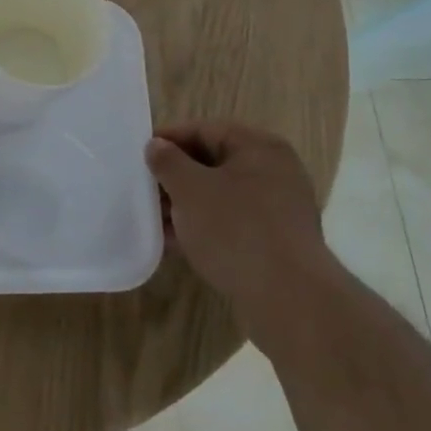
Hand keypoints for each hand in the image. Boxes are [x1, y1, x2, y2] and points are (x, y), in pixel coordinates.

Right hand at [146, 121, 329, 322]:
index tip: (140, 154)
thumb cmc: (236, 229)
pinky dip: (204, 228)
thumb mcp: (190, 189)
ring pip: (221, 196)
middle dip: (176, 176)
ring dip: (187, 205)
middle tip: (145, 188)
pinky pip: (232, 224)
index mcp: (259, 147)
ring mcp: (279, 210)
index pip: (205, 130)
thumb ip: (167, 161)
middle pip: (214, 163)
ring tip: (154, 219)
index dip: (169, 138)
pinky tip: (176, 243)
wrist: (289, 301)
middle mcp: (275, 172)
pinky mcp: (276, 244)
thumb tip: (156, 146)